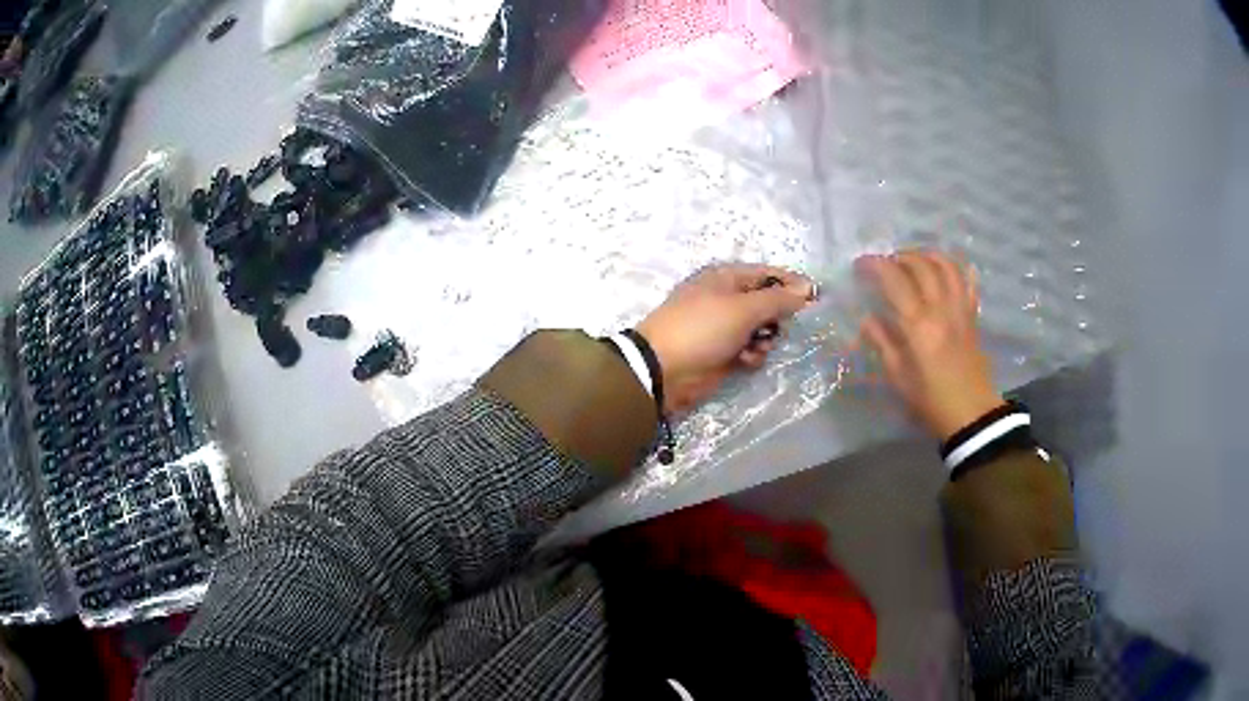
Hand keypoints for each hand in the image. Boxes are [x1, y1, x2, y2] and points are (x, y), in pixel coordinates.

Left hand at [636, 264, 814, 413]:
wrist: (663, 369)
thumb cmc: (702, 328)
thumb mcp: (743, 308)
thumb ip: (778, 299)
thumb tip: (807, 288)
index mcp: (726, 277)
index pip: (768, 274)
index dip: (792, 284)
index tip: (816, 298)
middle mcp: (727, 298)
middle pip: (768, 303)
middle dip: (778, 317)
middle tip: (780, 326)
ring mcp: (724, 327)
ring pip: (762, 329)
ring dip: (766, 339)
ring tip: (758, 346)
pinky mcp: (724, 352)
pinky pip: (751, 349)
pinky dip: (752, 355)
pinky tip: (745, 361)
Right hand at [857, 250, 1003, 440]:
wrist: (970, 414)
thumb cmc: (930, 400)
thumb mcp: (899, 377)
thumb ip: (883, 343)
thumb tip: (868, 319)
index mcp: (918, 324)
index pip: (894, 280)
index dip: (875, 265)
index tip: (860, 264)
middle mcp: (940, 308)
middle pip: (921, 265)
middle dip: (899, 257)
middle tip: (884, 264)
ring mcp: (960, 309)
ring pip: (946, 265)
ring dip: (926, 255)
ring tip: (913, 260)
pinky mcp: (972, 315)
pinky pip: (967, 281)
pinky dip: (956, 268)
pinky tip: (945, 269)